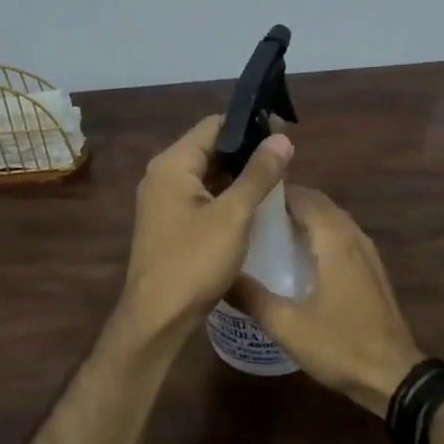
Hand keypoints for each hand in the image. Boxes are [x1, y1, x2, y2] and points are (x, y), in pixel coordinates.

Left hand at [117, 115, 293, 337]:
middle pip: (209, 148)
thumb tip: (282, 138)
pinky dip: (226, 195)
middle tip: (286, 160)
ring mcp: (162, 201)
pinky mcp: (169, 223)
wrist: (158, 318)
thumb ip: (258, 174)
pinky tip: (252, 206)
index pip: (214, 125)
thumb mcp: (234, 215)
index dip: (250, 125)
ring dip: (238, 175)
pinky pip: (201, 196)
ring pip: (207, 174)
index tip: (283, 134)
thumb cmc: (195, 261)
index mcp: (172, 165)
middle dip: (247, 152)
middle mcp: (162, 176)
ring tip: (276, 180)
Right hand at [230, 186, 422, 415]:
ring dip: (306, 218)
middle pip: (320, 204)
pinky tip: (300, 257)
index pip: (304, 197)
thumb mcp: (287, 325)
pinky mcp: (372, 270)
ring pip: (333, 220)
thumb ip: (252, 297)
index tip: (247, 197)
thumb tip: (221, 275)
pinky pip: (343, 237)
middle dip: (289, 203)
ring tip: (271, 231)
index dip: (276, 192)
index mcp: (336, 240)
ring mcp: (368, 253)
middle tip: (253, 214)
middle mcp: (354, 237)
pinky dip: (320, 234)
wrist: (393, 376)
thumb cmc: (340, 345)